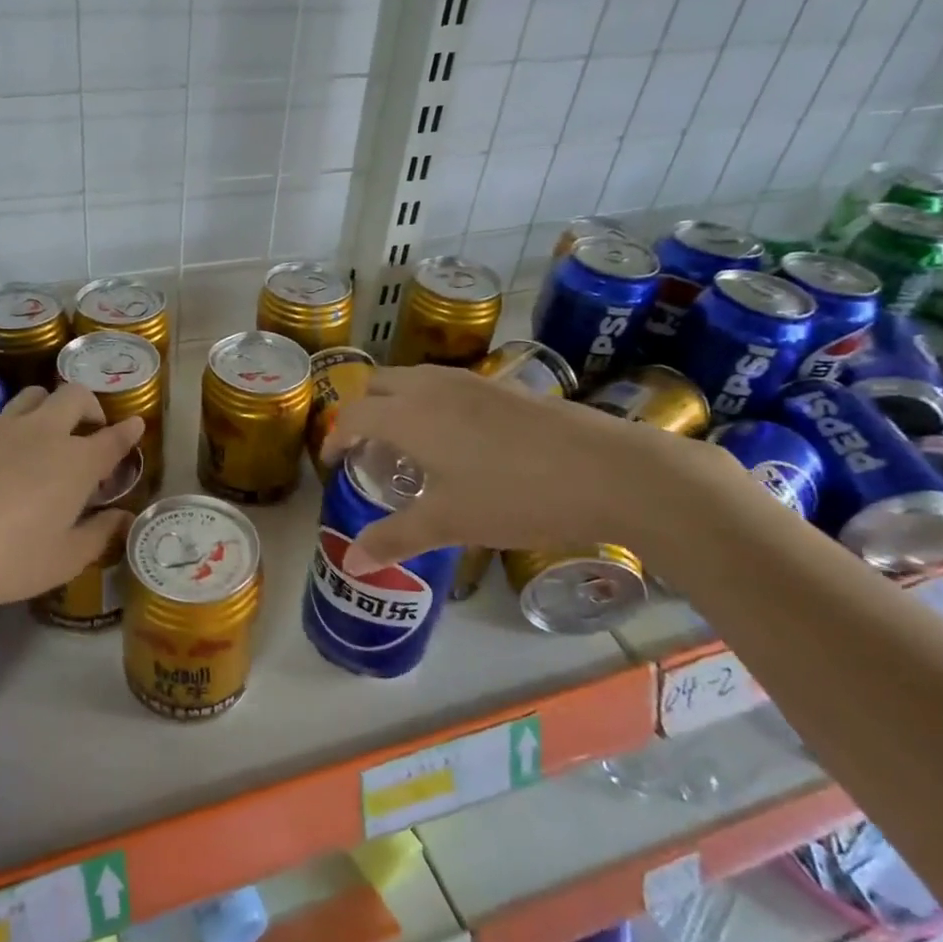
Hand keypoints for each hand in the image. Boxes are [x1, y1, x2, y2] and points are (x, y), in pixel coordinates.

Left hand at [0, 384, 144, 611]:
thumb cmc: (4, 559)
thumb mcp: (62, 560)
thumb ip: (99, 535)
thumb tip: (124, 518)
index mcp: (76, 462)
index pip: (112, 438)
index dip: (128, 431)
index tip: (136, 425)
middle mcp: (44, 433)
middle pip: (75, 396)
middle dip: (92, 408)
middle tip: (90, 433)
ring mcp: (2, 427)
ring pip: (36, 395)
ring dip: (52, 408)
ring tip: (48, 437)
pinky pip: (4, 414)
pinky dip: (19, 424)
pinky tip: (6, 456)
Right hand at [321, 364, 736, 571]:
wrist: (610, 470)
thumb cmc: (515, 495)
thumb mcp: (450, 523)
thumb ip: (395, 538)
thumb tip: (351, 561)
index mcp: (408, 415)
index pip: (353, 415)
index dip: (334, 438)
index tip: (332, 462)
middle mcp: (432, 387)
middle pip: (378, 384)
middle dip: (362, 411)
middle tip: (368, 451)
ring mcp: (471, 381)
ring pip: (414, 379)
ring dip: (397, 404)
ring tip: (409, 446)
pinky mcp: (504, 386)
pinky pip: (447, 385)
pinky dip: (431, 403)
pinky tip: (459, 443)